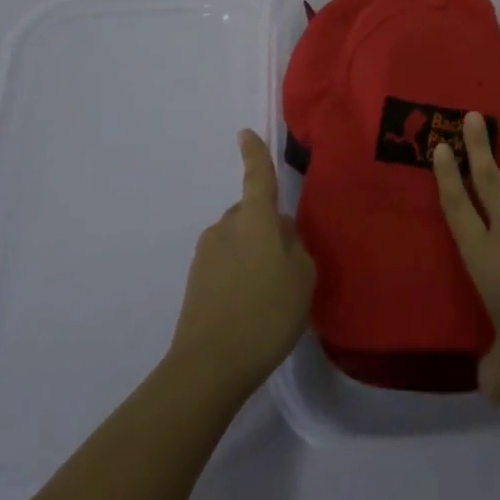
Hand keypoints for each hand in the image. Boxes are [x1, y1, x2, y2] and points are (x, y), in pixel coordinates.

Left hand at [168, 130, 316, 402]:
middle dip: (267, 228)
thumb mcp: (303, 277)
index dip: (254, 154)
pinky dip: (239, 276)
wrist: (209, 366)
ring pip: (239, 241)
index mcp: (255, 219)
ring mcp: (207, 254)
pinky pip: (226, 264)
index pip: (257, 176)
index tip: (244, 133)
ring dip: (253, 255)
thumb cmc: (266, 313)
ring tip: (270, 294)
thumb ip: (295, 246)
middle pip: (251, 215)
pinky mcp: (196, 281)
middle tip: (287, 264)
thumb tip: (279, 233)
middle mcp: (226, 227)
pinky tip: (250, 308)